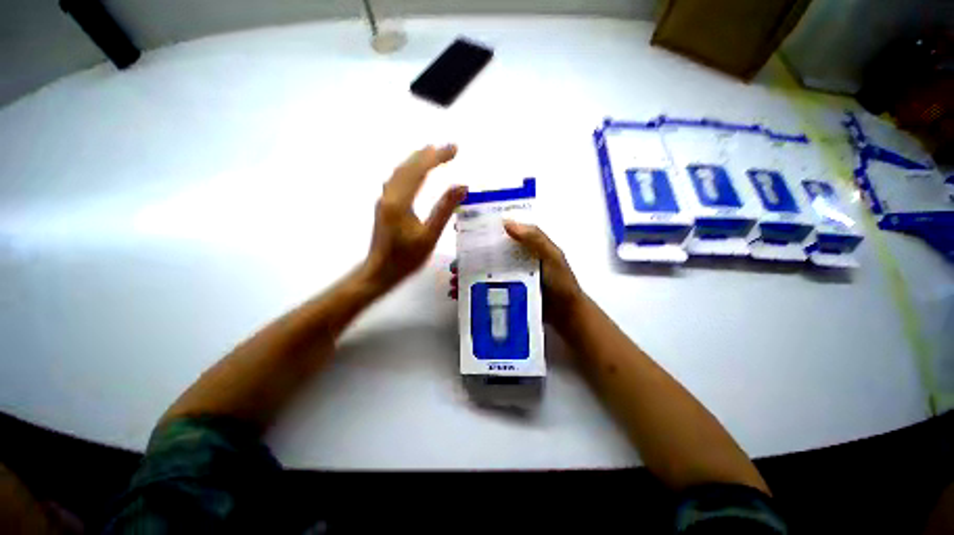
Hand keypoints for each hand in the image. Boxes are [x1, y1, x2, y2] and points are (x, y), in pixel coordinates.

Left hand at [366, 144, 466, 288]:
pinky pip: (397, 179)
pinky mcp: (384, 205)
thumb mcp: (430, 236)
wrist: (380, 271)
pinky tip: (416, 171)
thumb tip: (462, 185)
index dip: (437, 157)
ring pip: (400, 171)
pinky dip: (410, 169)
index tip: (455, 149)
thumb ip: (445, 209)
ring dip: (418, 159)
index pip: (420, 170)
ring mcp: (384, 199)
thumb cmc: (406, 258)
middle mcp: (389, 194)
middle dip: (429, 154)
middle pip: (408, 166)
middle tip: (449, 147)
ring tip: (434, 152)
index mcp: (400, 201)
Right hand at [450, 221, 584, 330]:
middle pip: (486, 254)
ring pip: (482, 272)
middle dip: (467, 258)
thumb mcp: (553, 256)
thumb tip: (506, 222)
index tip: (461, 231)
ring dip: (466, 275)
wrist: (567, 314)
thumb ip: (535, 239)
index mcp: (523, 246)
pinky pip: (486, 288)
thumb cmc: (561, 283)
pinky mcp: (506, 292)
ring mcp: (508, 277)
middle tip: (453, 265)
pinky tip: (459, 295)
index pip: (500, 233)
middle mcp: (513, 259)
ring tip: (453, 283)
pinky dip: (472, 290)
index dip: (481, 230)